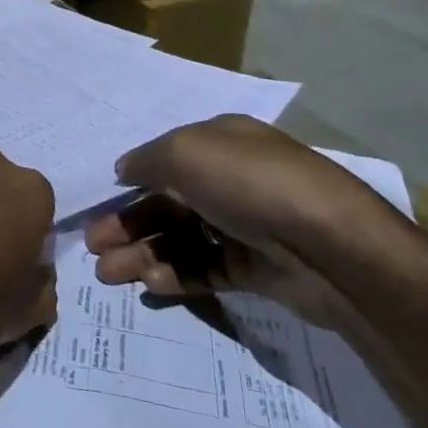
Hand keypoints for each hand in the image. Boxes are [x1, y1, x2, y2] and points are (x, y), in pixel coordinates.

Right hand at [85, 115, 414, 328]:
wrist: (332, 248)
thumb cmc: (250, 184)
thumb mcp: (185, 152)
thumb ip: (146, 161)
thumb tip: (124, 171)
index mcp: (218, 142)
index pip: (163, 161)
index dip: (130, 186)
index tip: (100, 209)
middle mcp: (231, 179)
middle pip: (167, 204)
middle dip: (128, 226)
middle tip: (95, 251)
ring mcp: (245, 225)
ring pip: (182, 239)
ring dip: (143, 254)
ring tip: (110, 276)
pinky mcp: (256, 268)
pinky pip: (205, 269)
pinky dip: (176, 274)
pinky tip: (152, 284)